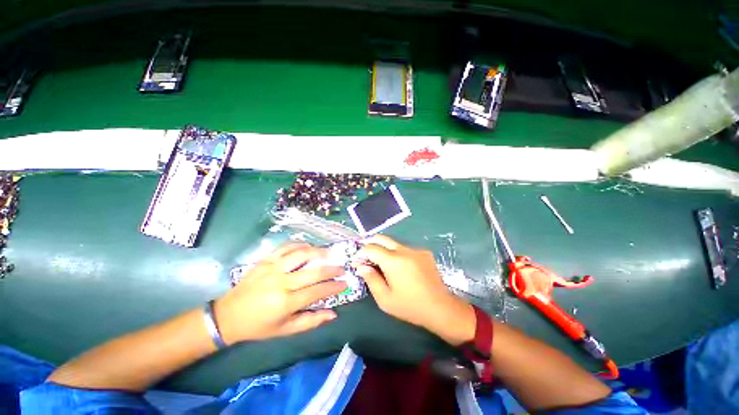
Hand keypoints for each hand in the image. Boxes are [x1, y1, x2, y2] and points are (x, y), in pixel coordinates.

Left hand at [215, 243, 345, 343]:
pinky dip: (300, 245)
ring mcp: (273, 268)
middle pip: (313, 272)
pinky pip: (286, 247)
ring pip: (301, 254)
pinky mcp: (265, 260)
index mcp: (285, 303)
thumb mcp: (285, 330)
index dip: (334, 287)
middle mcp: (281, 283)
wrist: (228, 315)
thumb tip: (333, 313)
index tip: (345, 283)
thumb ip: (311, 321)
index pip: (317, 291)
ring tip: (329, 254)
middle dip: (331, 270)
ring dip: (318, 252)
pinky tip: (308, 247)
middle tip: (342, 268)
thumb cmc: (259, 326)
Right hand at [355, 235, 475, 345]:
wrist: (441, 308)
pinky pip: (406, 249)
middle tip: (366, 256)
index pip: (371, 248)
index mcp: (393, 261)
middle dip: (371, 244)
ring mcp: (416, 249)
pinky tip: (401, 268)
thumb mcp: (385, 299)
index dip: (361, 253)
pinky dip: (398, 254)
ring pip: (394, 243)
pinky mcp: (424, 252)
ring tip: (383, 265)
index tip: (357, 262)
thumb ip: (371, 279)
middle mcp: (405, 250)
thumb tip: (361, 266)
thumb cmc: (410, 306)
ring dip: (384, 250)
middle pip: (382, 238)